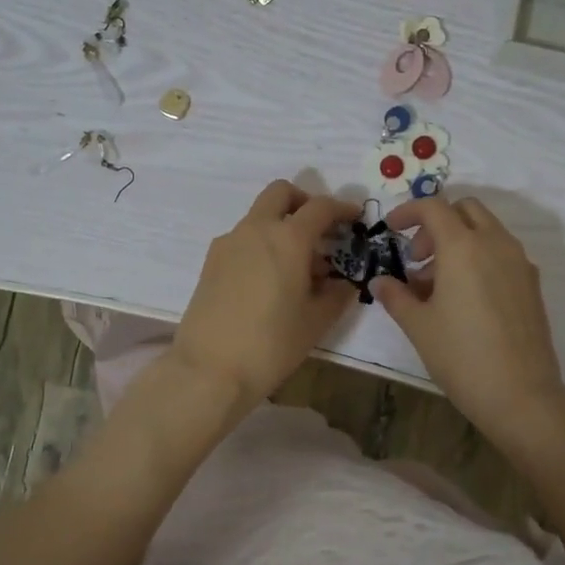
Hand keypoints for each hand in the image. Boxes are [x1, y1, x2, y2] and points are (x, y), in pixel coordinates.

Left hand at [171, 181, 357, 407]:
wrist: (210, 370)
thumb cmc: (271, 344)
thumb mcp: (316, 321)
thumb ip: (337, 294)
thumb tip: (343, 282)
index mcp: (287, 238)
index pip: (320, 207)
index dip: (342, 208)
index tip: (354, 218)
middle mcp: (255, 229)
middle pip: (280, 194)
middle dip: (304, 202)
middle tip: (320, 230)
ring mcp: (228, 243)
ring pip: (259, 217)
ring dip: (281, 227)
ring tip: (298, 267)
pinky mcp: (211, 262)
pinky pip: (243, 239)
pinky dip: (261, 245)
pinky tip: (270, 281)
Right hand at [375, 195, 564, 446]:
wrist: (521, 395)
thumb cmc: (461, 356)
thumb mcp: (418, 326)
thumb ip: (396, 296)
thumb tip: (380, 282)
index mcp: (463, 247)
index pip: (433, 207)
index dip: (408, 211)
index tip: (390, 229)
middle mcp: (496, 244)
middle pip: (465, 209)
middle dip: (437, 223)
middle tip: (417, 257)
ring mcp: (519, 263)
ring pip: (486, 230)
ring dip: (458, 241)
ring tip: (436, 284)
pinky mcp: (532, 284)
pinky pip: (501, 253)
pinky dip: (479, 258)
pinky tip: (464, 298)